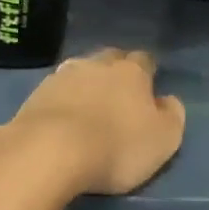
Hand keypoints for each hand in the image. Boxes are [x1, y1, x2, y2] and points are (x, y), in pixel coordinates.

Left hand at [2, 48, 185, 194]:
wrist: (50, 150)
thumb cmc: (116, 146)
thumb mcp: (163, 139)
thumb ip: (172, 116)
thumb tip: (169, 100)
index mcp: (132, 71)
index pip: (144, 60)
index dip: (147, 73)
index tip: (147, 89)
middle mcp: (97, 64)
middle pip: (110, 59)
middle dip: (115, 72)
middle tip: (118, 95)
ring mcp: (62, 75)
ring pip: (80, 70)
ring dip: (86, 83)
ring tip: (88, 105)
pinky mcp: (36, 93)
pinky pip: (56, 90)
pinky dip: (62, 99)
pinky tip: (62, 116)